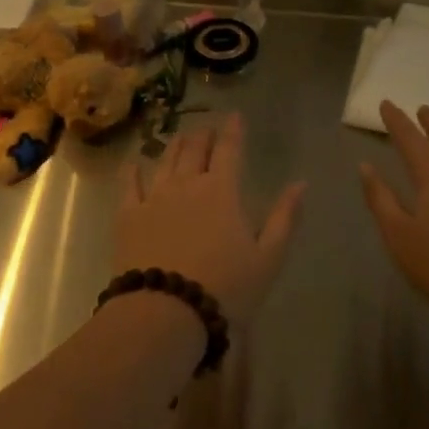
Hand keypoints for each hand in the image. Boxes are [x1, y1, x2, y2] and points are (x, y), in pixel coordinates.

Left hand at [115, 114, 305, 329]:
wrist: (166, 313)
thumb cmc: (225, 288)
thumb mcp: (267, 258)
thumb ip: (284, 218)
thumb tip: (301, 183)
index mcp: (222, 191)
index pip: (229, 150)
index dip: (233, 130)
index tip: (235, 115)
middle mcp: (187, 184)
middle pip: (194, 150)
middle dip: (203, 135)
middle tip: (207, 128)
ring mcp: (154, 198)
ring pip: (165, 161)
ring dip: (174, 146)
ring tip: (180, 136)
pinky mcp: (128, 216)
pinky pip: (129, 185)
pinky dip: (133, 170)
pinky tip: (134, 162)